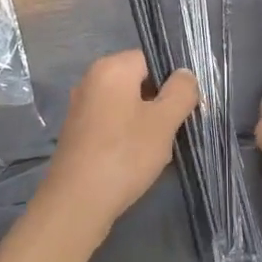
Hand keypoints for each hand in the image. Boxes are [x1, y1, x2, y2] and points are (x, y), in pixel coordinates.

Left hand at [35, 51, 198, 240]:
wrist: (77, 202)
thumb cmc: (125, 154)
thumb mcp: (164, 122)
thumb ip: (181, 92)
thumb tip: (185, 74)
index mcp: (111, 68)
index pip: (151, 59)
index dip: (172, 81)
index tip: (182, 108)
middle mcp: (91, 80)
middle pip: (138, 82)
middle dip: (158, 104)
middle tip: (171, 131)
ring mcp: (81, 107)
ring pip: (126, 105)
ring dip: (144, 123)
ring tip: (154, 150)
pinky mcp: (76, 132)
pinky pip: (110, 123)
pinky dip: (125, 136)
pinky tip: (133, 161)